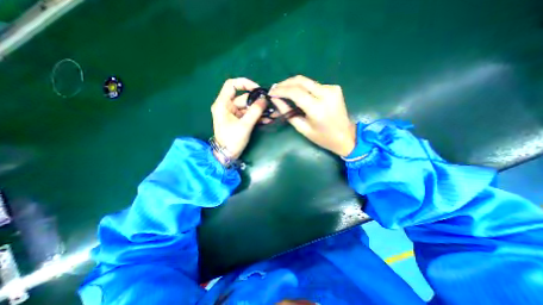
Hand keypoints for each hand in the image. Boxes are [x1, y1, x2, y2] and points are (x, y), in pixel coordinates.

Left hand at [211, 78, 265, 161]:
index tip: (258, 89)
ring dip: (259, 111)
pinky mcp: (238, 120)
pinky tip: (267, 119)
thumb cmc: (232, 140)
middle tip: (270, 105)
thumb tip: (265, 99)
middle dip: (257, 102)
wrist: (227, 155)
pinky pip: (248, 114)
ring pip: (248, 107)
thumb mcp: (245, 125)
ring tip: (272, 114)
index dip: (245, 83)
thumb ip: (255, 111)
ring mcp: (233, 114)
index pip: (232, 85)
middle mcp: (227, 106)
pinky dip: (257, 116)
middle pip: (244, 98)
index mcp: (223, 104)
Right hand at [268, 75, 356, 157]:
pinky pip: (314, 85)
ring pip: (306, 81)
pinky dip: (303, 88)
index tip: (271, 92)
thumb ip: (288, 112)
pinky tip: (298, 94)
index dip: (281, 90)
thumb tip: (276, 99)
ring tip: (283, 91)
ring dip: (293, 85)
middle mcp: (326, 94)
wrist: (346, 136)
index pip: (295, 92)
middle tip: (275, 89)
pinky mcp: (334, 88)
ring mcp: (332, 89)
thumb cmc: (322, 137)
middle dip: (285, 83)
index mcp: (317, 108)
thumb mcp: (302, 128)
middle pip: (300, 81)